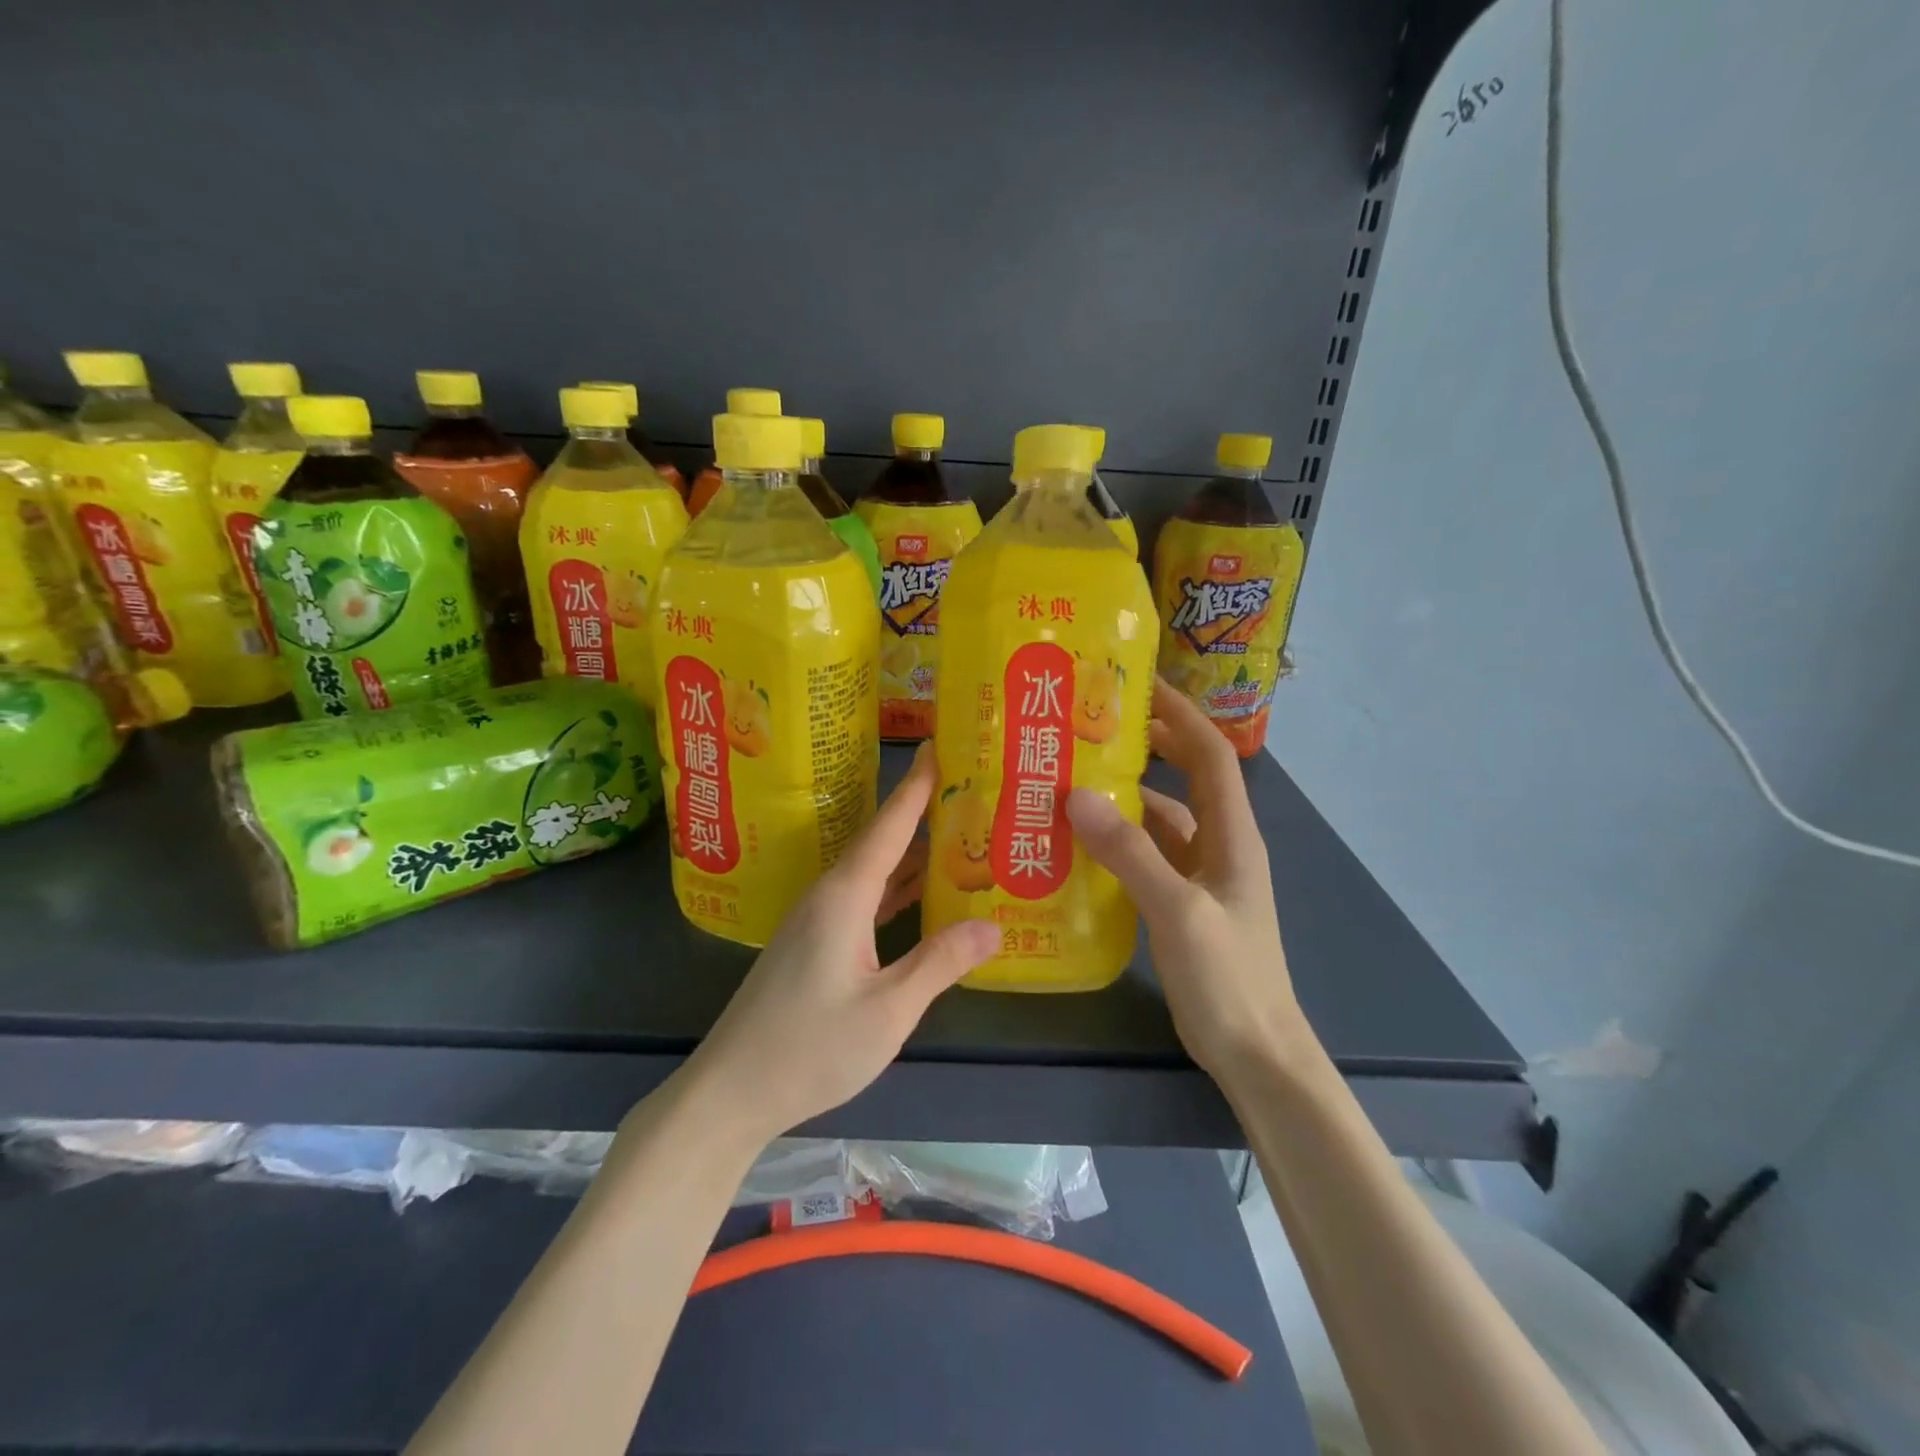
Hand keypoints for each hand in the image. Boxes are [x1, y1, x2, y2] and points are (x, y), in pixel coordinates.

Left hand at [686, 745, 999, 1147]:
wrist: (731, 1091)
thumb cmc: (810, 1048)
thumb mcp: (888, 1011)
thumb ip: (940, 962)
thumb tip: (992, 925)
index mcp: (845, 896)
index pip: (890, 825)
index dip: (917, 785)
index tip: (940, 743)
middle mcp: (829, 895)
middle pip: (883, 841)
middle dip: (925, 813)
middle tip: (972, 790)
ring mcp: (818, 919)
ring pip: (874, 871)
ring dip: (913, 852)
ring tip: (961, 834)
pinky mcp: (815, 943)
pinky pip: (865, 898)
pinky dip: (896, 888)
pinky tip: (922, 893)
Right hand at [1066, 678, 1311, 1086]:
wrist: (1255, 1053)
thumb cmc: (1228, 978)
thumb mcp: (1178, 910)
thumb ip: (1130, 853)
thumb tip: (1077, 796)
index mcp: (1231, 834)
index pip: (1209, 753)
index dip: (1179, 714)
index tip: (1137, 684)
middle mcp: (1218, 844)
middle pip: (1184, 778)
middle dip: (1146, 746)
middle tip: (1089, 728)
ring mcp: (1200, 875)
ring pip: (1159, 820)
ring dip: (1122, 799)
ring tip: (1068, 783)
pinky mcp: (1181, 903)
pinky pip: (1146, 857)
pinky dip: (1117, 843)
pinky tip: (1078, 846)